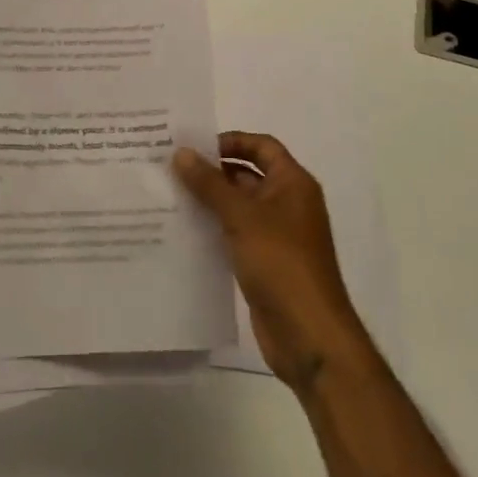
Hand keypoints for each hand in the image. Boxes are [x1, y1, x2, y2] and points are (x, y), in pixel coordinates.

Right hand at [173, 132, 372, 395]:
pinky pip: (235, 234)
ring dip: (209, 201)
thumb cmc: (281, 263)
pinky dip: (213, 228)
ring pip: (239, 206)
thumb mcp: (241, 216)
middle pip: (248, 174)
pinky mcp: (264, 263)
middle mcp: (288, 204)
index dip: (232, 141)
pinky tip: (183, 230)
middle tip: (172, 167)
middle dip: (213, 171)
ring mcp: (277, 235)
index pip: (262, 146)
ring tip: (169, 195)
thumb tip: (181, 152)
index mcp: (293, 184)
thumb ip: (209, 183)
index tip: (195, 145)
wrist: (308, 335)